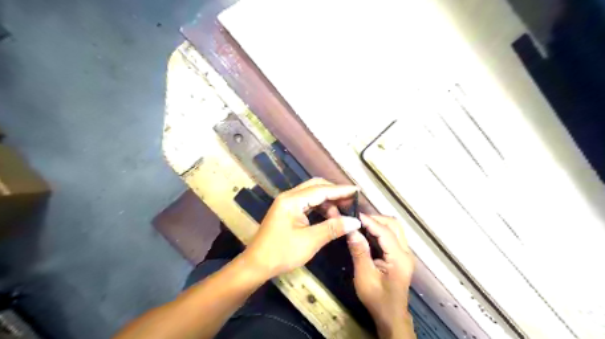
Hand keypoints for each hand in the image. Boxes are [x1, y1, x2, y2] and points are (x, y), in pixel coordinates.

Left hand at [243, 179, 359, 278]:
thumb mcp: (310, 241)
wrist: (256, 265)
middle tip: (352, 200)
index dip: (340, 190)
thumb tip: (355, 221)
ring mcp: (287, 203)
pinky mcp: (287, 211)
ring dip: (328, 201)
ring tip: (343, 212)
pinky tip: (330, 216)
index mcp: (292, 200)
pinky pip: (307, 203)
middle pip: (316, 187)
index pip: (321, 190)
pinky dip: (320, 207)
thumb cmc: (282, 253)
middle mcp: (289, 197)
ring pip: (312, 194)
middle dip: (334, 192)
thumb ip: (333, 228)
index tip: (357, 191)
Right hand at [351, 213, 416, 336]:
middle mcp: (406, 252)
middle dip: (376, 219)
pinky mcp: (401, 256)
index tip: (354, 215)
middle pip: (394, 225)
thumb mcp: (364, 276)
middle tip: (358, 220)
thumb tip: (352, 230)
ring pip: (395, 229)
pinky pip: (392, 236)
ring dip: (379, 223)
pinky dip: (380, 231)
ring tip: (361, 224)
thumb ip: (359, 252)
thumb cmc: (377, 299)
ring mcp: (406, 254)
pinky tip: (368, 233)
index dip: (369, 221)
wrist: (391, 317)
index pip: (385, 232)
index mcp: (399, 258)